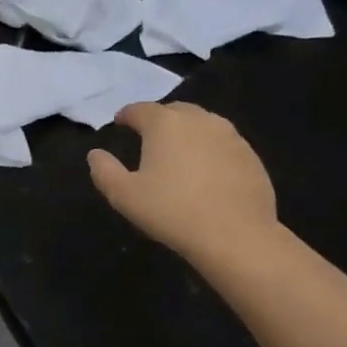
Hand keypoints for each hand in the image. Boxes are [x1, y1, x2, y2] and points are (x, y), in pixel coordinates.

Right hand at [87, 102, 278, 267]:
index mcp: (165, 124)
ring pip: (202, 124)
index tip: (119, 123)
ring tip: (178, 153)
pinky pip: (223, 144)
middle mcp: (199, 120)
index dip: (126, 115)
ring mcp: (230, 136)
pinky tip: (206, 173)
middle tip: (148, 137)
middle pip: (174, 111)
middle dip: (159, 119)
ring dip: (187, 133)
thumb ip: (104, 170)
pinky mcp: (251, 156)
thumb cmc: (172, 212)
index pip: (140, 109)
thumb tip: (96, 154)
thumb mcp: (124, 195)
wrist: (236, 236)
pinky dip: (209, 150)